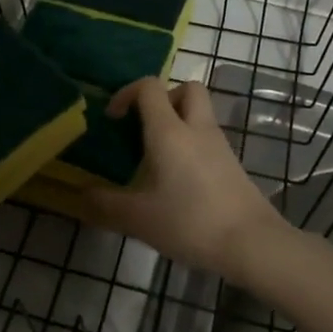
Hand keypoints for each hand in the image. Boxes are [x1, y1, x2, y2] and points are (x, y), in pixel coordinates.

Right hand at [86, 79, 283, 282]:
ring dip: (178, 121)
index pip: (149, 87)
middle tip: (144, 126)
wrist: (253, 244)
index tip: (113, 119)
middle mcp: (196, 128)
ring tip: (156, 156)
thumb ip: (105, 205)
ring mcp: (219, 145)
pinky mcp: (232, 164)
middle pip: (186, 88)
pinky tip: (178, 178)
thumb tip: (79, 195)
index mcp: (169, 131)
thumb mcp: (138, 218)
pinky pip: (208, 138)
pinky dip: (192, 144)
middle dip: (163, 98)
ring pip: (199, 113)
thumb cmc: (191, 222)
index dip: (126, 93)